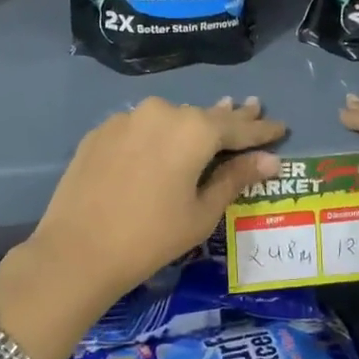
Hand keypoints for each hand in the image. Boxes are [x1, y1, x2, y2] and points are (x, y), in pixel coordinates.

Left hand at [24, 96, 285, 317]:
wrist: (76, 251)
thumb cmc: (151, 237)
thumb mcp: (201, 212)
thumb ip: (235, 178)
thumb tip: (269, 160)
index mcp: (193, 129)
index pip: (237, 127)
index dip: (261, 129)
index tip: (281, 127)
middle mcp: (161, 111)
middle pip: (203, 116)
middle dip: (229, 118)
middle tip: (252, 107)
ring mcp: (126, 118)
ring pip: (169, 119)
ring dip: (191, 125)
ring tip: (211, 123)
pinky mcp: (100, 131)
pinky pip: (140, 128)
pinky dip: (156, 135)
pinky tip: (162, 145)